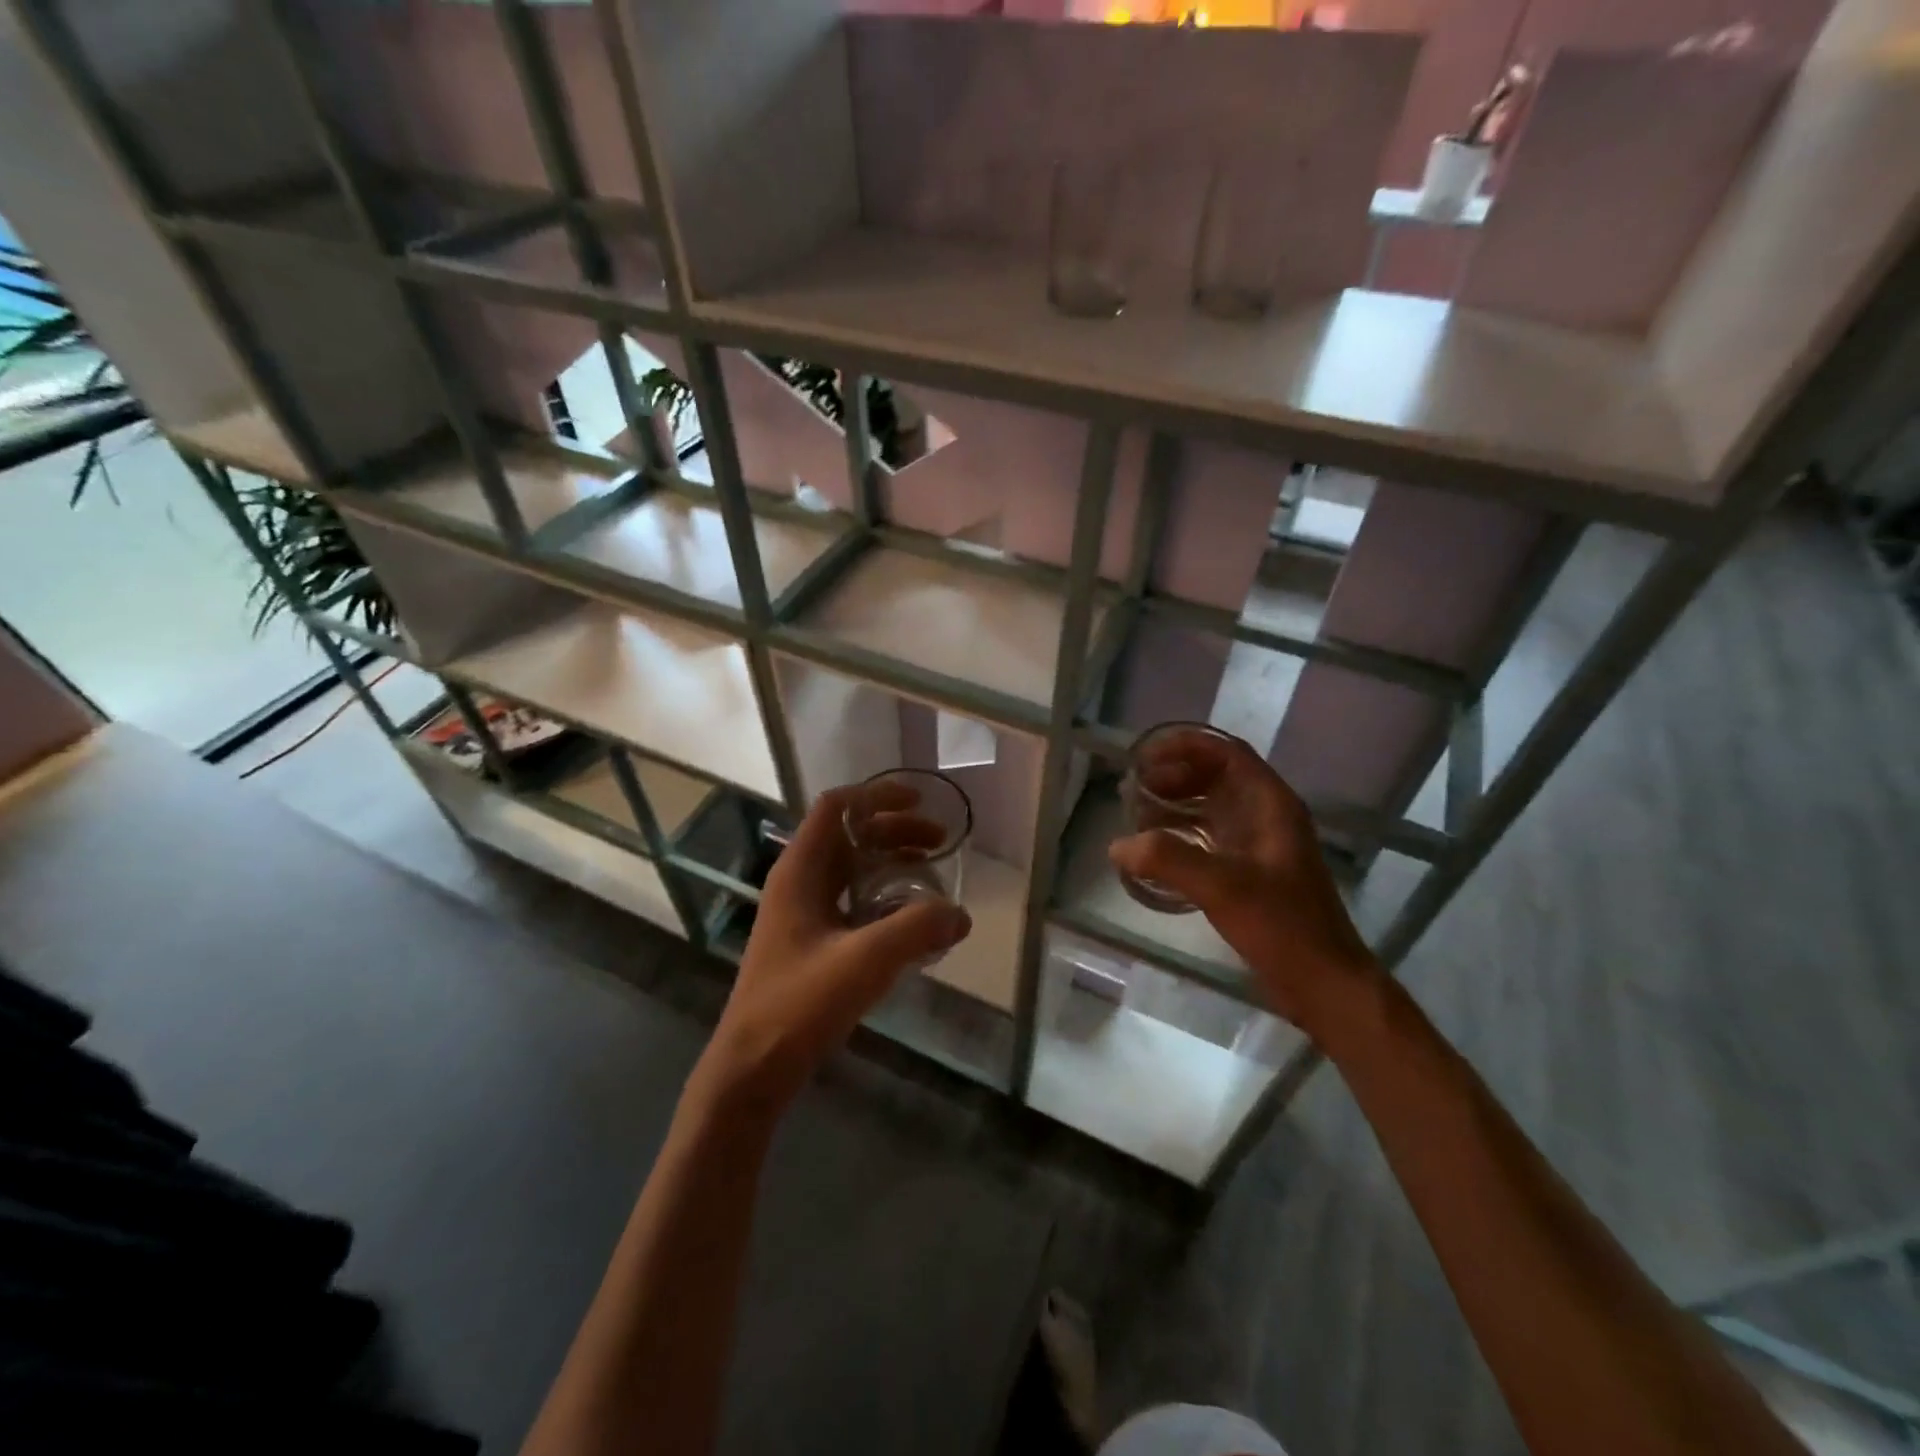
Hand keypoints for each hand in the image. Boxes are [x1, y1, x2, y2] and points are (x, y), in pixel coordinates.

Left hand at [698, 785, 972, 1107]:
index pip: (835, 807)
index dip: (876, 794)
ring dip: (889, 860)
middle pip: (848, 834)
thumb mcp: (865, 961)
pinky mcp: (807, 941)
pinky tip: (908, 917)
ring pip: (849, 867)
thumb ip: (917, 929)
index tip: (918, 801)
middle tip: (938, 842)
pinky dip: (881, 893)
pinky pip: (849, 898)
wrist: (752, 1066)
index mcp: (800, 870)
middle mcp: (798, 881)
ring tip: (929, 871)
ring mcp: (801, 912)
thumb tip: (961, 914)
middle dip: (894, 829)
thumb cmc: (800, 1003)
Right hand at [1108, 729, 1378, 1034]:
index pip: (1226, 753)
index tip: (1146, 756)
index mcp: (1270, 805)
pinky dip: (1180, 835)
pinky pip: (1209, 838)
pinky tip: (1154, 851)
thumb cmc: (1282, 926)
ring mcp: (1259, 845)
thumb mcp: (1221, 886)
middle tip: (1133, 789)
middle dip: (1173, 776)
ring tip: (1136, 816)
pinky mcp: (1249, 872)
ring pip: (1210, 808)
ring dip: (1174, 805)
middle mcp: (1266, 816)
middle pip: (1215, 777)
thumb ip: (1167, 859)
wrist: (1323, 983)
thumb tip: (1118, 845)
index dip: (1185, 746)